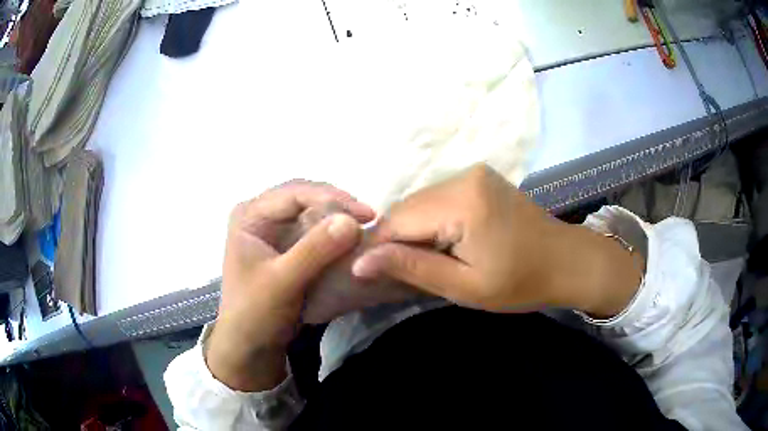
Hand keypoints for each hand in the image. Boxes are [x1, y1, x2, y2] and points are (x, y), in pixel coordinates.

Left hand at [206, 180, 374, 390]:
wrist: (250, 345)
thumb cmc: (256, 312)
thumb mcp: (282, 282)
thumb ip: (314, 251)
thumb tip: (352, 222)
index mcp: (250, 215)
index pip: (294, 193)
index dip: (331, 198)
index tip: (366, 214)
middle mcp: (261, 215)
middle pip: (304, 197)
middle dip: (336, 205)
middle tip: (368, 218)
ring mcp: (274, 230)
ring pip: (311, 212)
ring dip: (337, 217)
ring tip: (365, 226)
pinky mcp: (286, 246)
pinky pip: (313, 231)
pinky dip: (333, 234)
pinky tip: (351, 239)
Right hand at [353, 164, 642, 316]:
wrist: (567, 262)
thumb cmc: (521, 282)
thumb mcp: (464, 286)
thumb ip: (411, 269)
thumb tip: (359, 263)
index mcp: (462, 202)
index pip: (398, 220)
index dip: (380, 247)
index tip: (375, 274)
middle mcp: (463, 176)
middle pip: (408, 206)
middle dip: (398, 239)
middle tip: (404, 272)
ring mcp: (473, 173)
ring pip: (421, 201)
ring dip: (415, 230)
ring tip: (428, 260)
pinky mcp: (480, 178)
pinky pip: (439, 198)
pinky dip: (432, 221)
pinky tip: (444, 242)